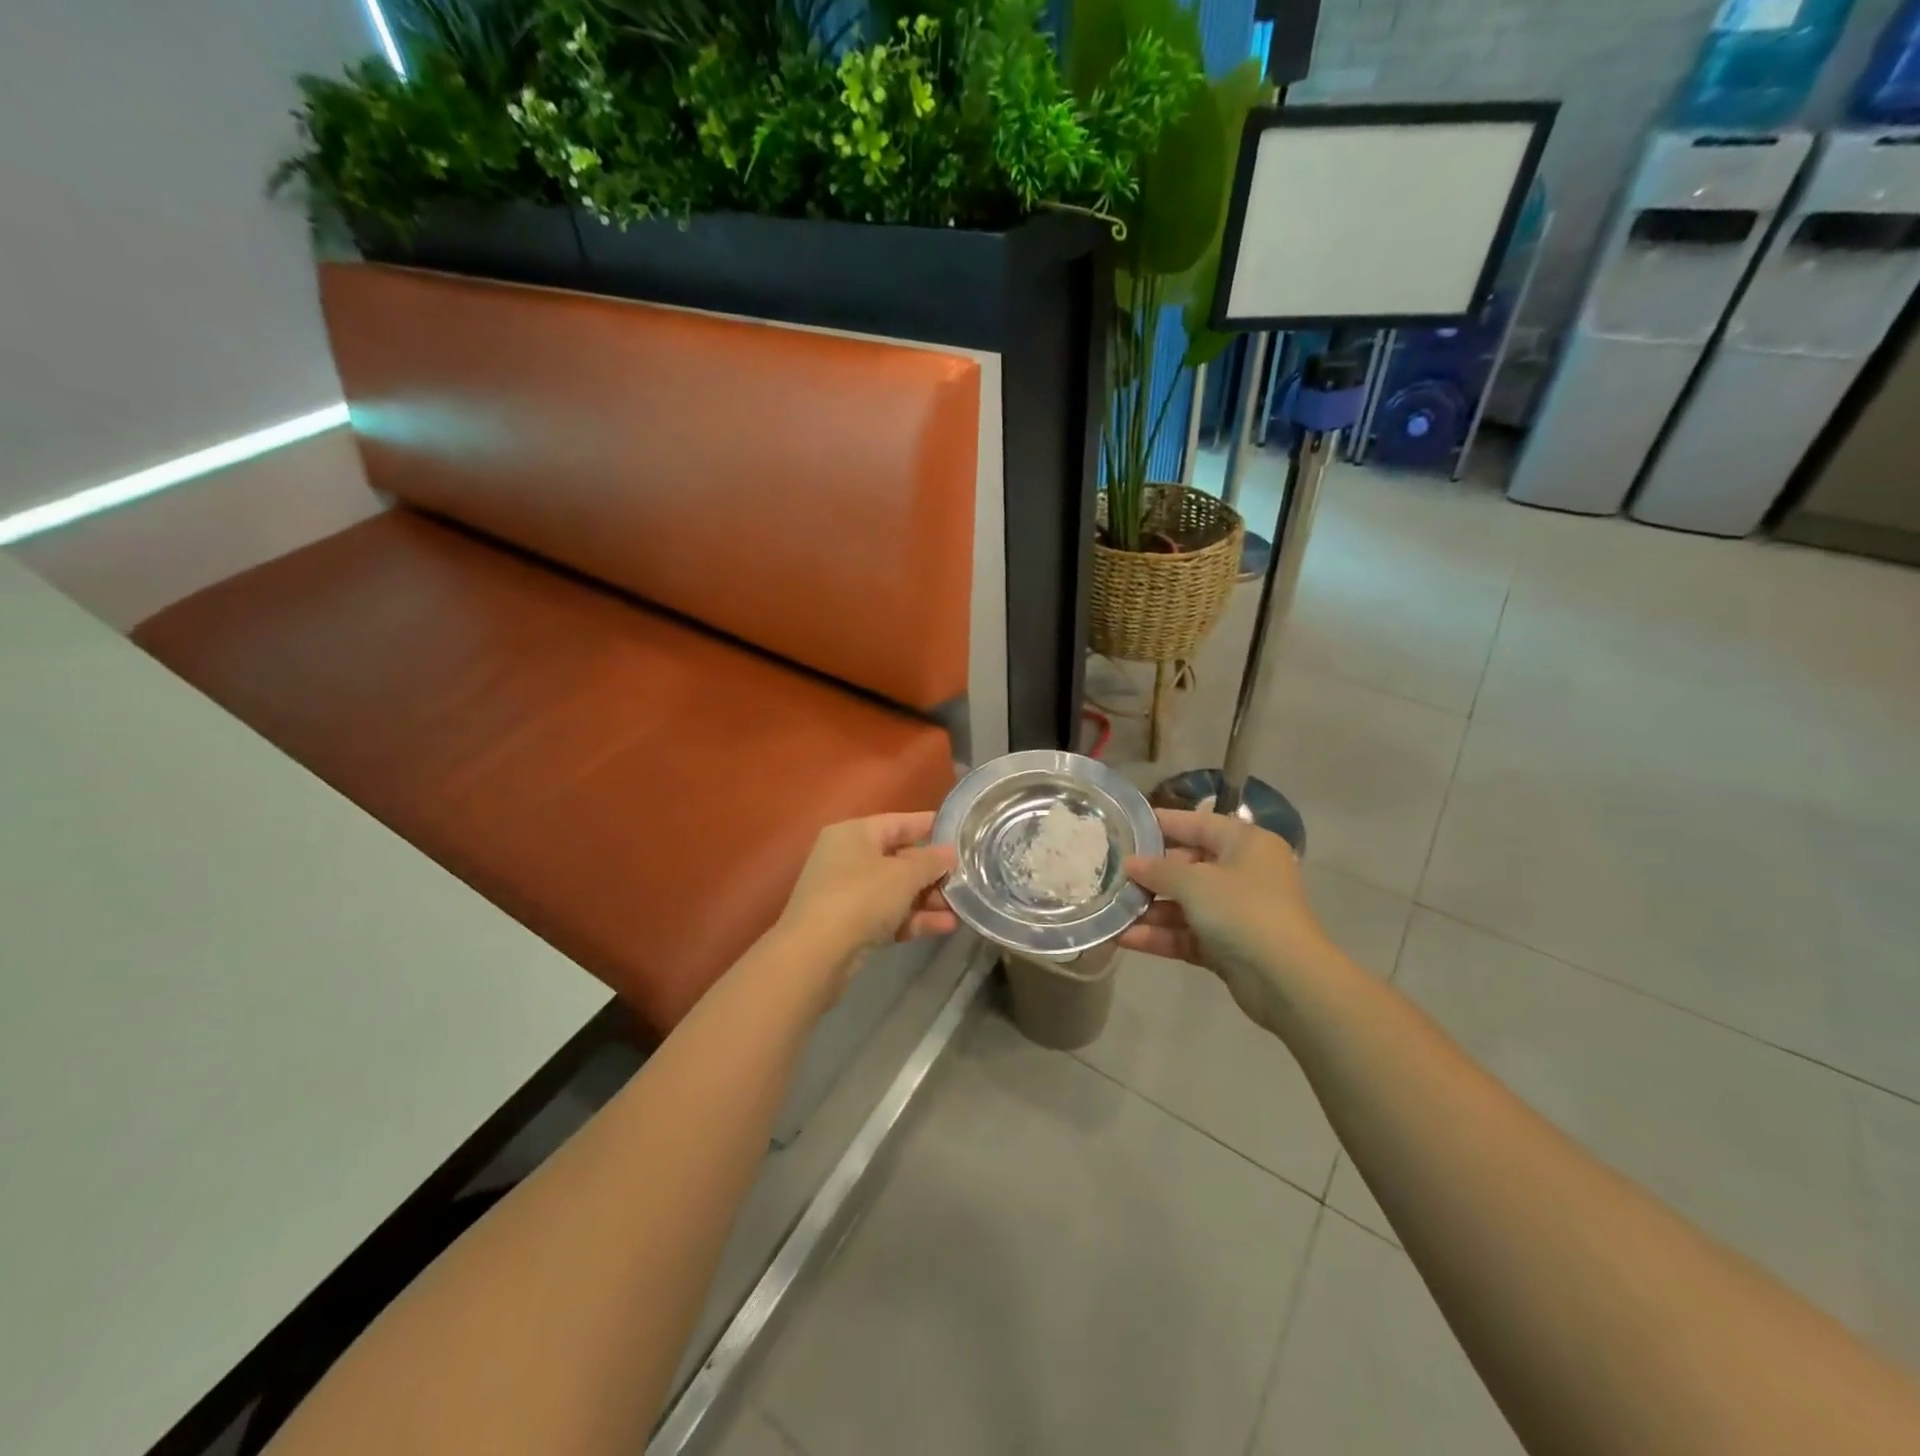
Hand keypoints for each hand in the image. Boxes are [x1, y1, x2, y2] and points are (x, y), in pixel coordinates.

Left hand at [776, 813, 957, 985]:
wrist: (816, 955)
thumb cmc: (861, 898)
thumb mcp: (904, 875)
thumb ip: (931, 861)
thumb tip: (949, 852)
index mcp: (854, 833)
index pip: (899, 822)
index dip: (930, 827)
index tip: (962, 833)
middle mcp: (847, 858)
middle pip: (899, 858)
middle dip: (933, 871)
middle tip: (966, 879)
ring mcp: (846, 893)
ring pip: (895, 890)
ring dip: (927, 898)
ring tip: (961, 907)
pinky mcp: (850, 926)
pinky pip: (888, 915)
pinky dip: (913, 919)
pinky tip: (945, 926)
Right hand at [1117, 809, 1332, 1031]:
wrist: (1287, 980)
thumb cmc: (1242, 910)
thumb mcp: (1195, 882)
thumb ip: (1158, 870)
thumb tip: (1130, 863)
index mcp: (1245, 843)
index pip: (1197, 824)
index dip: (1162, 824)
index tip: (1125, 826)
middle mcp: (1243, 873)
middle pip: (1188, 866)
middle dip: (1149, 875)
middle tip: (1111, 874)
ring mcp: (1236, 912)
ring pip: (1185, 904)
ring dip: (1150, 909)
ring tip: (1110, 910)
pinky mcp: (1228, 946)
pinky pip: (1187, 933)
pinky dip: (1160, 935)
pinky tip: (1124, 938)